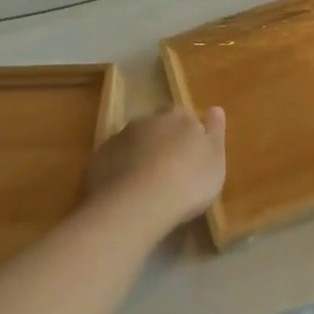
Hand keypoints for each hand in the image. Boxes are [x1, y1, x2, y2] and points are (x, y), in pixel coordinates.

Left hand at [84, 107, 226, 228]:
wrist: (137, 205)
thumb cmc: (188, 181)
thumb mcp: (215, 160)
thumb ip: (215, 132)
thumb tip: (215, 108)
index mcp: (178, 117)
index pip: (184, 116)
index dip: (187, 134)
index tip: (191, 154)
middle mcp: (146, 120)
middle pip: (156, 127)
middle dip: (161, 142)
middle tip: (170, 169)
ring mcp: (119, 139)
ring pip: (132, 143)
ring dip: (139, 156)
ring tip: (146, 185)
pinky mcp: (98, 160)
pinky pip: (113, 162)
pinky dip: (119, 172)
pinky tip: (126, 193)